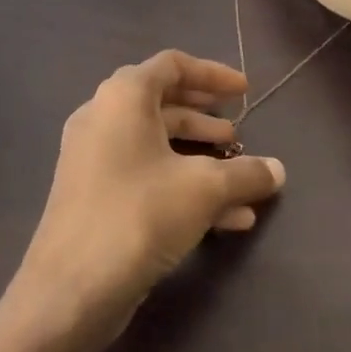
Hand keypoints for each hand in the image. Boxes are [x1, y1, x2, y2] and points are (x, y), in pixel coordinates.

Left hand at [0, 51, 284, 351]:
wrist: (72, 287)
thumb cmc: (140, 215)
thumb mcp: (204, 189)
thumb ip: (246, 173)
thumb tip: (278, 170)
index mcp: (122, 97)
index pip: (171, 65)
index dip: (212, 74)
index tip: (245, 91)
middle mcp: (102, 118)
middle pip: (162, 104)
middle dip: (205, 118)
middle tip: (239, 131)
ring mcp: (94, 159)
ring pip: (156, 145)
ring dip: (200, 157)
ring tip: (240, 176)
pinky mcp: (95, 196)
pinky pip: (145, 177)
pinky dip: (183, 186)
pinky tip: (228, 219)